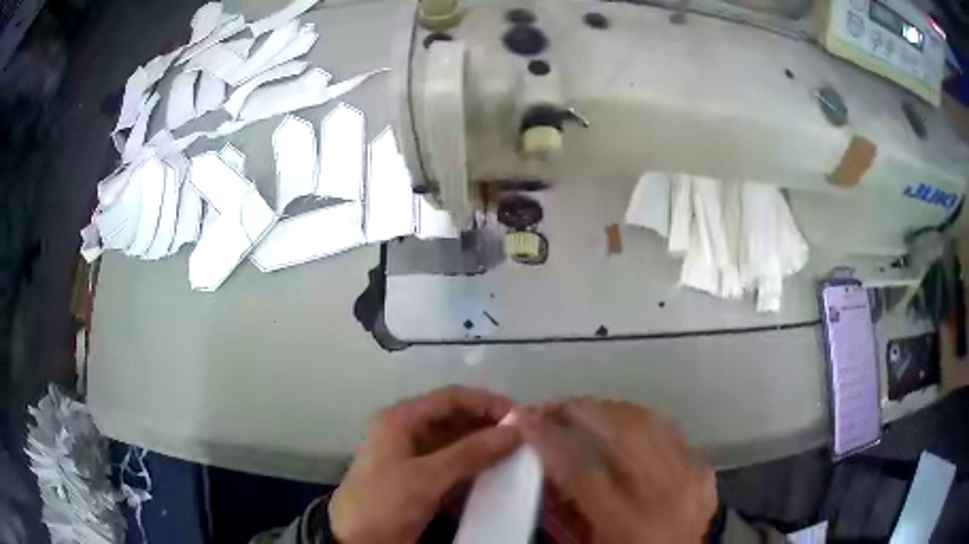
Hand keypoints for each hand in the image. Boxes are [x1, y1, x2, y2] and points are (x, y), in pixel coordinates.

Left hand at [328, 386, 521, 543]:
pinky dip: (474, 466)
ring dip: (484, 447)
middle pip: (454, 418)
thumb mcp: (426, 478)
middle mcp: (407, 432)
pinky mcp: (419, 479)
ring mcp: (413, 456)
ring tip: (517, 453)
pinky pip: (452, 465)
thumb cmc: (384, 502)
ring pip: (456, 442)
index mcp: (401, 419)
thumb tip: (515, 430)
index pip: (450, 398)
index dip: (486, 402)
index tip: (520, 416)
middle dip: (488, 425)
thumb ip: (470, 453)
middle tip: (524, 436)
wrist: (356, 540)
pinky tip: (496, 473)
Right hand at [521, 400, 716, 543]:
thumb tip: (544, 463)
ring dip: (611, 409)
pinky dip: (643, 423)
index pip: (582, 470)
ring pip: (650, 422)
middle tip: (554, 406)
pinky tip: (625, 425)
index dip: (550, 439)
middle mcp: (664, 494)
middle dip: (582, 409)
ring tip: (585, 410)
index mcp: (626, 523)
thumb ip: (563, 509)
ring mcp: (691, 477)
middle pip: (623, 432)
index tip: (525, 419)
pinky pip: (672, 432)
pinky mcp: (704, 471)